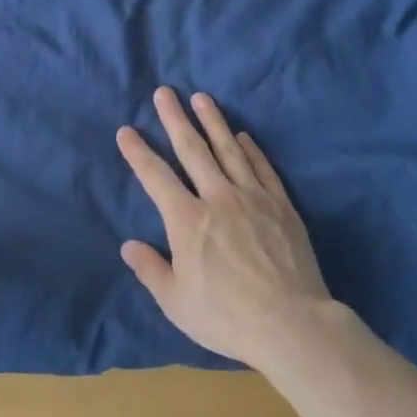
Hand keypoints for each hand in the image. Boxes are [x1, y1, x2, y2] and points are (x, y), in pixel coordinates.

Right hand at [116, 87, 331, 369]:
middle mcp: (218, 198)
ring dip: (214, 121)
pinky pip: (263, 168)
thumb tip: (128, 245)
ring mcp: (253, 198)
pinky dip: (252, 149)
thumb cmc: (227, 316)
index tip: (126, 130)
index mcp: (187, 221)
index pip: (156, 177)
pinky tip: (245, 135)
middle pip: (192, 150)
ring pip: (229, 150)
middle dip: (175, 119)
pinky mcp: (281, 206)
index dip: (138, 153)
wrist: (291, 323)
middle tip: (165, 92)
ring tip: (202, 97)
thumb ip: (150, 269)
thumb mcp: (176, 302)